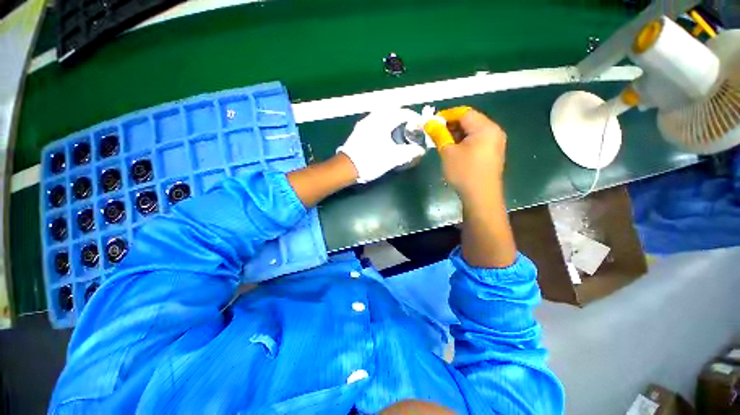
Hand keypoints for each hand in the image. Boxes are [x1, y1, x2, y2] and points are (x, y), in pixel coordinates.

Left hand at [337, 109, 425, 183]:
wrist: (347, 168)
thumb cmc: (371, 160)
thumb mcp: (393, 158)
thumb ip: (409, 152)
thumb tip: (421, 150)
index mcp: (381, 122)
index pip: (400, 112)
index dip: (412, 115)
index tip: (418, 122)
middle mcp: (372, 119)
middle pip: (390, 111)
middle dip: (401, 116)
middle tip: (409, 125)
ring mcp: (363, 125)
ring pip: (380, 116)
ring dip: (391, 119)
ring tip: (398, 130)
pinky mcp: (358, 132)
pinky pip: (374, 122)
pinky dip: (383, 124)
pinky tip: (385, 135)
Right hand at [437, 108, 514, 267]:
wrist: (481, 197)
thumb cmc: (464, 172)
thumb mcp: (448, 152)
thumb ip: (439, 134)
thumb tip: (429, 123)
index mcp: (485, 128)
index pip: (464, 113)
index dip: (446, 115)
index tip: (431, 122)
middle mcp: (493, 131)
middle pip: (470, 121)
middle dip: (451, 125)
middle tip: (435, 134)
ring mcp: (495, 143)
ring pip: (473, 132)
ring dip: (456, 134)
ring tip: (442, 143)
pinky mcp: (493, 154)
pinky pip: (477, 141)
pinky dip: (464, 142)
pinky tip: (453, 150)